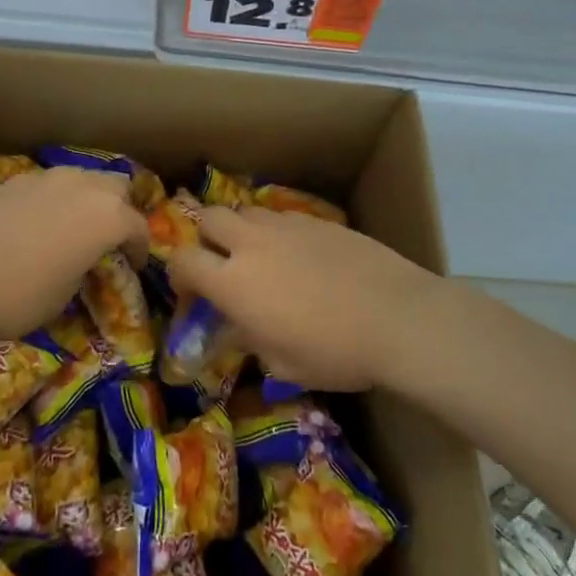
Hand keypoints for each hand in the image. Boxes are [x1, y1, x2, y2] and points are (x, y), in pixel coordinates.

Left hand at [0, 168, 148, 344]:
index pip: (138, 227)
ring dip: (86, 200)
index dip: (140, 249)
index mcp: (107, 217)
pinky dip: (52, 201)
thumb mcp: (62, 297)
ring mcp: (45, 179)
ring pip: (81, 179)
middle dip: (119, 210)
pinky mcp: (12, 180)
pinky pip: (47, 186)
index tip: (134, 265)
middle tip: (107, 238)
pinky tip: (35, 225)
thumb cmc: (16, 296)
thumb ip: (81, 270)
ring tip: (72, 227)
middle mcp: (82, 187)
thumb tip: (76, 262)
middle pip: (116, 187)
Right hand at [165, 205, 443, 390]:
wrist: (397, 318)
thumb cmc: (335, 352)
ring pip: (248, 212)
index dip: (178, 275)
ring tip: (263, 259)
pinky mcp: (318, 220)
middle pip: (209, 217)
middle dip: (206, 238)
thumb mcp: (281, 363)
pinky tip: (302, 258)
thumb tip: (235, 327)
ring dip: (243, 231)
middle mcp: (253, 244)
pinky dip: (279, 233)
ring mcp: (287, 226)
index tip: (192, 295)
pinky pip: (283, 217)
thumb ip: (248, 338)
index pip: (182, 260)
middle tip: (224, 266)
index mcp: (234, 282)